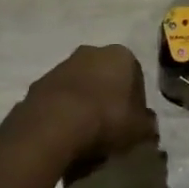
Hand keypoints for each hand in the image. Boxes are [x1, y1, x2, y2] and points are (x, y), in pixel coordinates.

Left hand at [18, 44, 158, 166]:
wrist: (53, 126)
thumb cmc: (105, 119)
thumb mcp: (138, 129)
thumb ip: (147, 125)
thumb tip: (148, 126)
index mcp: (121, 55)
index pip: (135, 75)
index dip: (135, 100)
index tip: (131, 122)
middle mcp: (92, 52)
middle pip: (105, 76)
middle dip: (108, 97)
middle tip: (109, 127)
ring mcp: (62, 65)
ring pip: (80, 85)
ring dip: (84, 103)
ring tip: (85, 135)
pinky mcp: (40, 83)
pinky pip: (59, 99)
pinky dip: (63, 112)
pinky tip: (65, 135)